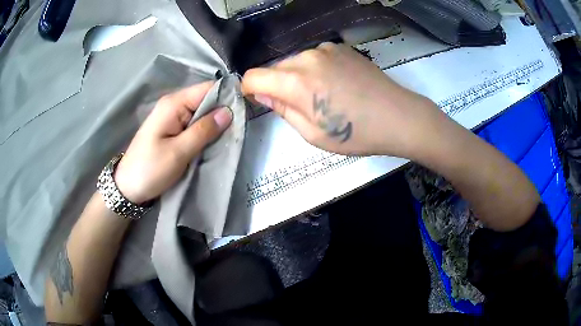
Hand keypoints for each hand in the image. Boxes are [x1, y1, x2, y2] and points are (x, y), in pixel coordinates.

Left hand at [113, 81, 232, 203]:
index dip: (227, 95)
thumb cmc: (150, 169)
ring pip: (201, 112)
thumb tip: (229, 112)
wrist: (128, 187)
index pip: (208, 89)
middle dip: (223, 111)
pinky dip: (205, 130)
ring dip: (215, 123)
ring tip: (231, 134)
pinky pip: (194, 123)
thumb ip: (204, 130)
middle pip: (205, 99)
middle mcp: (173, 104)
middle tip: (240, 126)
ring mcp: (172, 116)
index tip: (246, 109)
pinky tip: (215, 139)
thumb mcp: (179, 152)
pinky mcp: (172, 128)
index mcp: (174, 104)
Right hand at [241, 42, 447, 156]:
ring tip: (323, 96)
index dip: (250, 89)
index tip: (259, 100)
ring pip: (295, 62)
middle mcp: (307, 58)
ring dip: (298, 77)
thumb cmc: (357, 134)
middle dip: (277, 86)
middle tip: (299, 106)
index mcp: (296, 82)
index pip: (253, 77)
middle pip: (275, 68)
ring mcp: (326, 49)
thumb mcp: (313, 133)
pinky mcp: (340, 47)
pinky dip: (316, 69)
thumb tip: (262, 94)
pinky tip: (336, 83)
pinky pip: (315, 57)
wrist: (399, 116)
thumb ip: (282, 110)